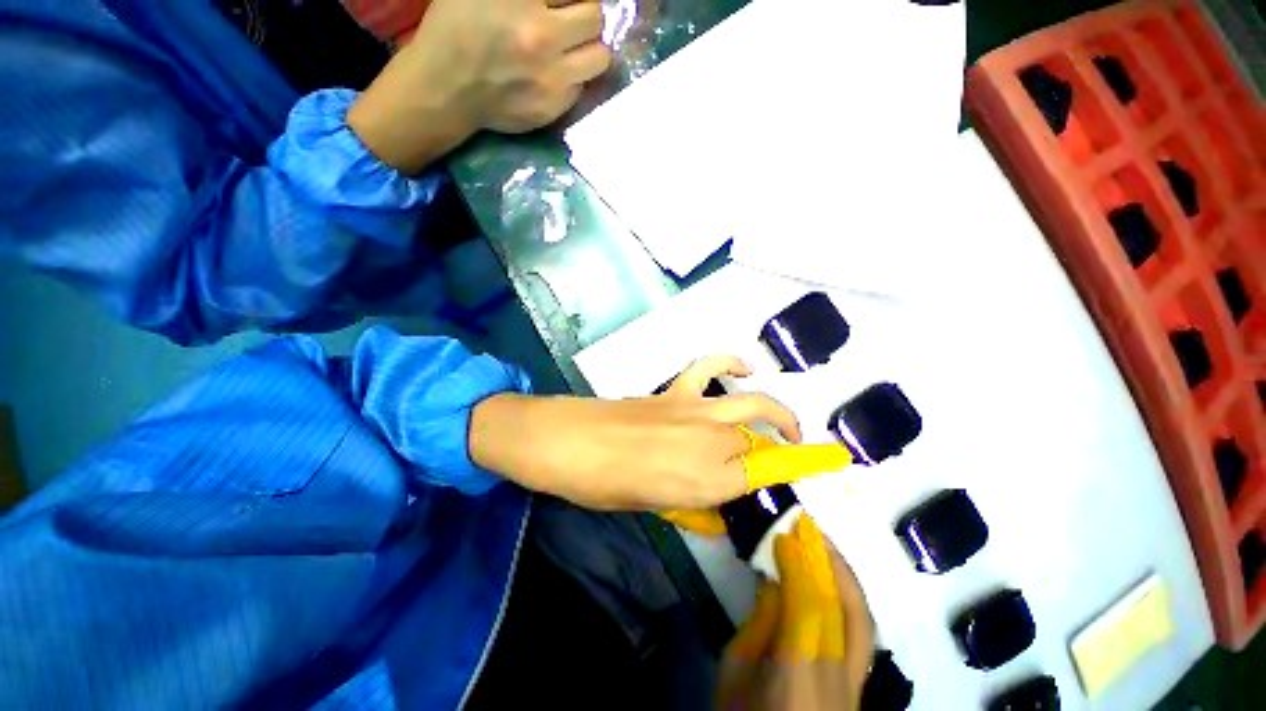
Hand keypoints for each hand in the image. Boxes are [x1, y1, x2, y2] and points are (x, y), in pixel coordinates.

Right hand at [347, 0, 610, 172]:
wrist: (445, 88)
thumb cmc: (457, 26)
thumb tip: (558, 0)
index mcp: (524, 2)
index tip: (567, 4)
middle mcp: (543, 39)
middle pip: (596, 21)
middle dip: (587, 17)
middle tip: (572, 20)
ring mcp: (551, 80)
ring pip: (599, 59)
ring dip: (589, 50)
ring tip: (570, 48)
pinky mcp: (552, 110)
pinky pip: (581, 88)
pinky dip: (573, 78)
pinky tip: (553, 74)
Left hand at [468, 355, 801, 509]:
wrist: (567, 441)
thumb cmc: (601, 485)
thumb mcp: (650, 507)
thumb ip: (690, 503)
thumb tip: (714, 501)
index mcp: (704, 483)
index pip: (758, 479)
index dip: (772, 479)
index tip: (781, 481)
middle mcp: (709, 444)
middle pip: (757, 445)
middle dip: (771, 453)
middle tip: (776, 460)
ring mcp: (694, 410)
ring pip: (753, 405)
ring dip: (777, 414)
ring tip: (786, 424)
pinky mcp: (676, 390)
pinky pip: (711, 367)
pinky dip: (732, 363)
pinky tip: (744, 368)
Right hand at [717, 516, 874, 710]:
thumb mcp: (735, 671)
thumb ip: (758, 624)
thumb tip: (774, 580)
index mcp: (798, 679)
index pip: (809, 610)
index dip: (798, 567)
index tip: (784, 534)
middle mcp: (837, 680)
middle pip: (842, 610)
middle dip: (826, 561)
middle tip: (807, 527)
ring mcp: (856, 686)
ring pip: (861, 621)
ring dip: (844, 576)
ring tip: (825, 545)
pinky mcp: (860, 687)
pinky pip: (861, 634)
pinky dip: (850, 600)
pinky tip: (836, 581)